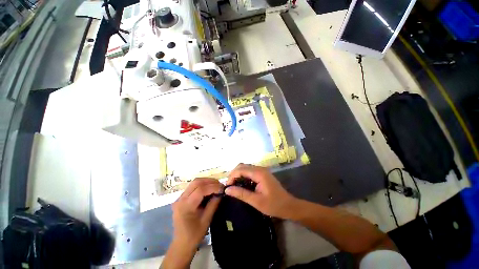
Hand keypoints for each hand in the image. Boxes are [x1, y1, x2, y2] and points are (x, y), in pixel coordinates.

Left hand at [172, 178, 222, 247]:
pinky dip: (202, 185)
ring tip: (215, 185)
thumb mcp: (206, 220)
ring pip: (194, 182)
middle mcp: (180, 199)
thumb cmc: (194, 235)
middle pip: (196, 182)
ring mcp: (179, 198)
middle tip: (219, 184)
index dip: (213, 187)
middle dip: (210, 181)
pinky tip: (209, 188)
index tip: (222, 188)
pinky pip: (192, 186)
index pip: (200, 190)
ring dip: (206, 181)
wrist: (181, 243)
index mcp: (186, 206)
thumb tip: (221, 192)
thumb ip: (213, 204)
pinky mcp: (181, 198)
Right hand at [225, 164, 296, 218]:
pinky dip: (243, 176)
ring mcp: (262, 170)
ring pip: (245, 168)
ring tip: (234, 186)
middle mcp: (260, 169)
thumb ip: (241, 194)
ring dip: (238, 174)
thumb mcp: (256, 201)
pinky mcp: (262, 174)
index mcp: (259, 173)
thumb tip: (227, 190)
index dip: (232, 176)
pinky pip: (250, 171)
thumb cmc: (274, 205)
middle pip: (242, 166)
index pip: (241, 169)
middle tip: (230, 186)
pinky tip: (242, 184)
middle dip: (234, 174)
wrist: (289, 206)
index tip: (227, 187)